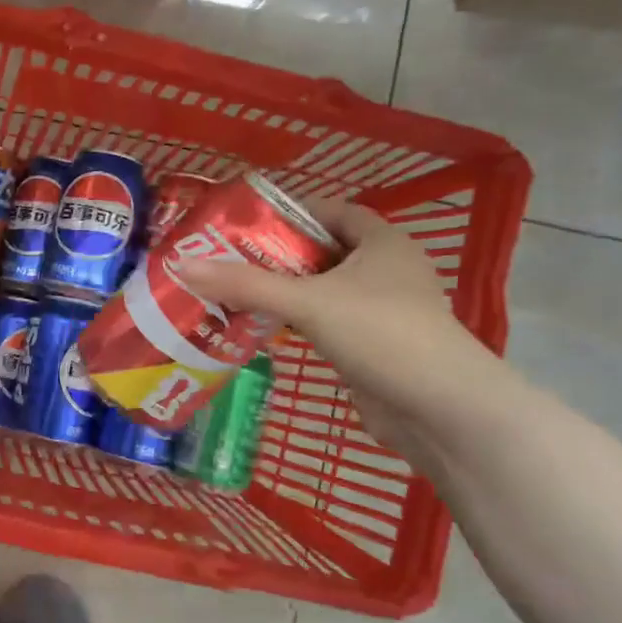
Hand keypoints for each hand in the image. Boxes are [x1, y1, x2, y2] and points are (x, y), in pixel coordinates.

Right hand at [179, 199, 509, 462]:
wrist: (440, 410)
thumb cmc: (382, 335)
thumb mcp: (309, 302)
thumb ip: (246, 284)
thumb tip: (182, 263)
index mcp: (382, 243)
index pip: (333, 212)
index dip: (291, 213)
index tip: (246, 223)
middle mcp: (384, 271)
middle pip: (321, 252)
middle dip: (275, 256)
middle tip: (225, 260)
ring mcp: (379, 312)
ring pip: (320, 291)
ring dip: (282, 293)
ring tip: (230, 293)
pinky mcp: (370, 348)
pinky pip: (323, 324)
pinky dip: (294, 324)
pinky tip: (258, 329)